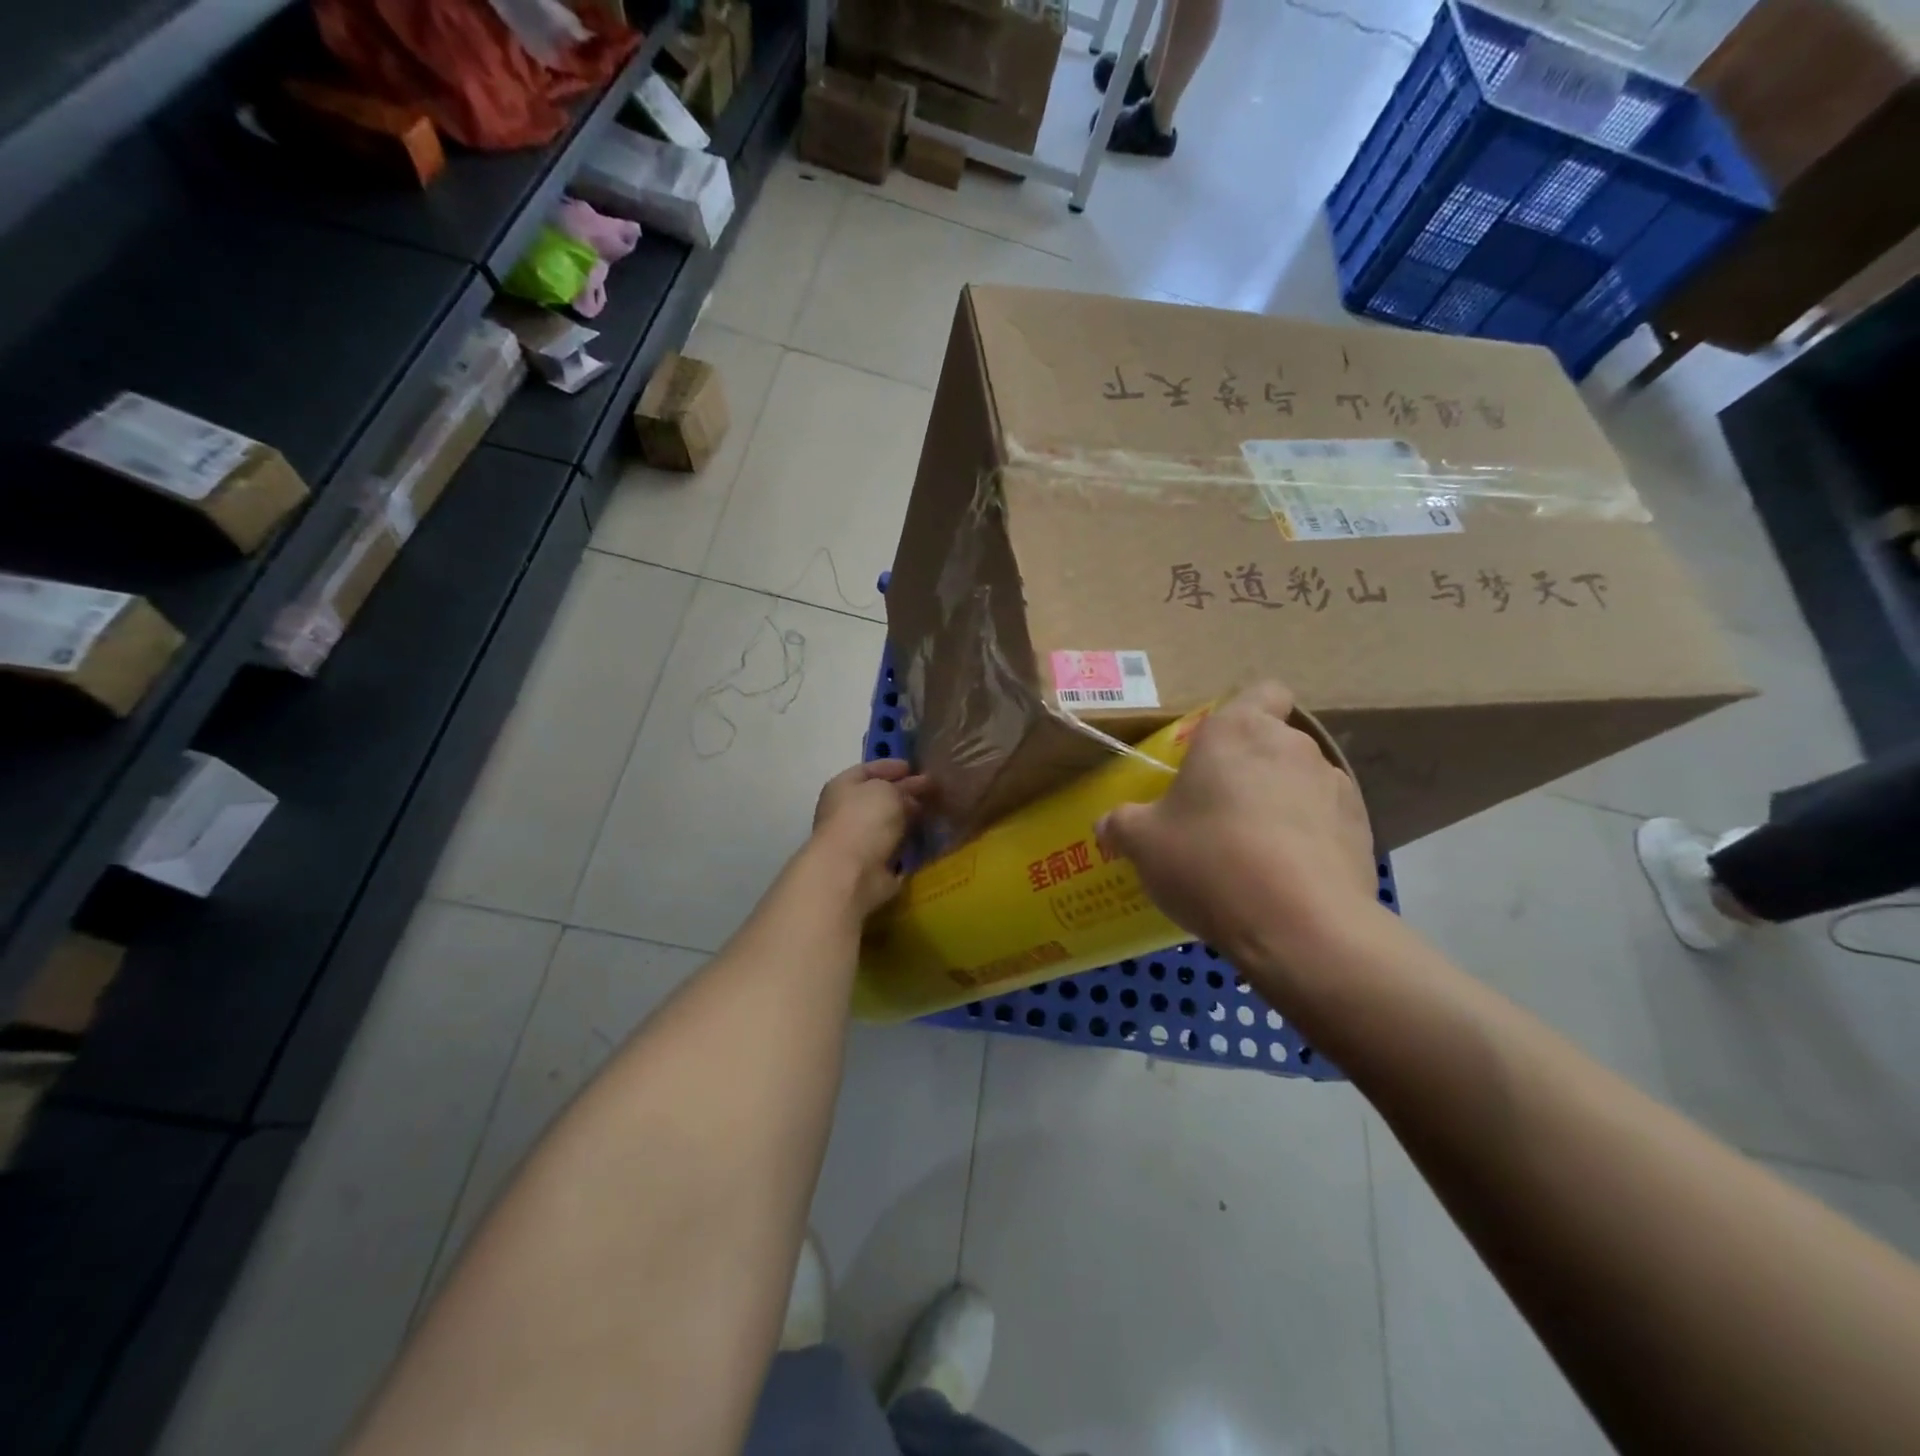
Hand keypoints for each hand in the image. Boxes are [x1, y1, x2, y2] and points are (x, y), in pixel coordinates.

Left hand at [810, 760, 928, 915]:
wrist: (851, 872)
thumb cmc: (865, 819)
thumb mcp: (888, 791)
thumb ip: (902, 788)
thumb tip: (913, 795)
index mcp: (843, 786)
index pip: (868, 770)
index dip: (891, 766)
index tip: (915, 767)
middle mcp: (846, 811)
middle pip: (879, 798)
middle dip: (905, 793)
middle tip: (933, 790)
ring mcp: (858, 840)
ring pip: (888, 824)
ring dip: (908, 819)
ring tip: (936, 813)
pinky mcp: (872, 865)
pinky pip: (895, 848)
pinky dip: (909, 843)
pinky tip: (927, 838)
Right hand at [1096, 682, 1380, 987]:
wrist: (1299, 925)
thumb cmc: (1209, 861)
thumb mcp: (1143, 844)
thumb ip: (1122, 825)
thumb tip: (1107, 826)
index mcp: (1237, 731)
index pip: (1261, 691)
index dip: (1244, 714)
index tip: (1218, 753)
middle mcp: (1292, 745)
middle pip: (1274, 742)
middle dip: (1252, 770)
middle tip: (1219, 812)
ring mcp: (1335, 786)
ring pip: (1302, 783)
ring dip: (1282, 804)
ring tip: (1256, 853)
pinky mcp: (1362, 829)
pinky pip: (1327, 821)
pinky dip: (1310, 838)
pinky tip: (1288, 877)